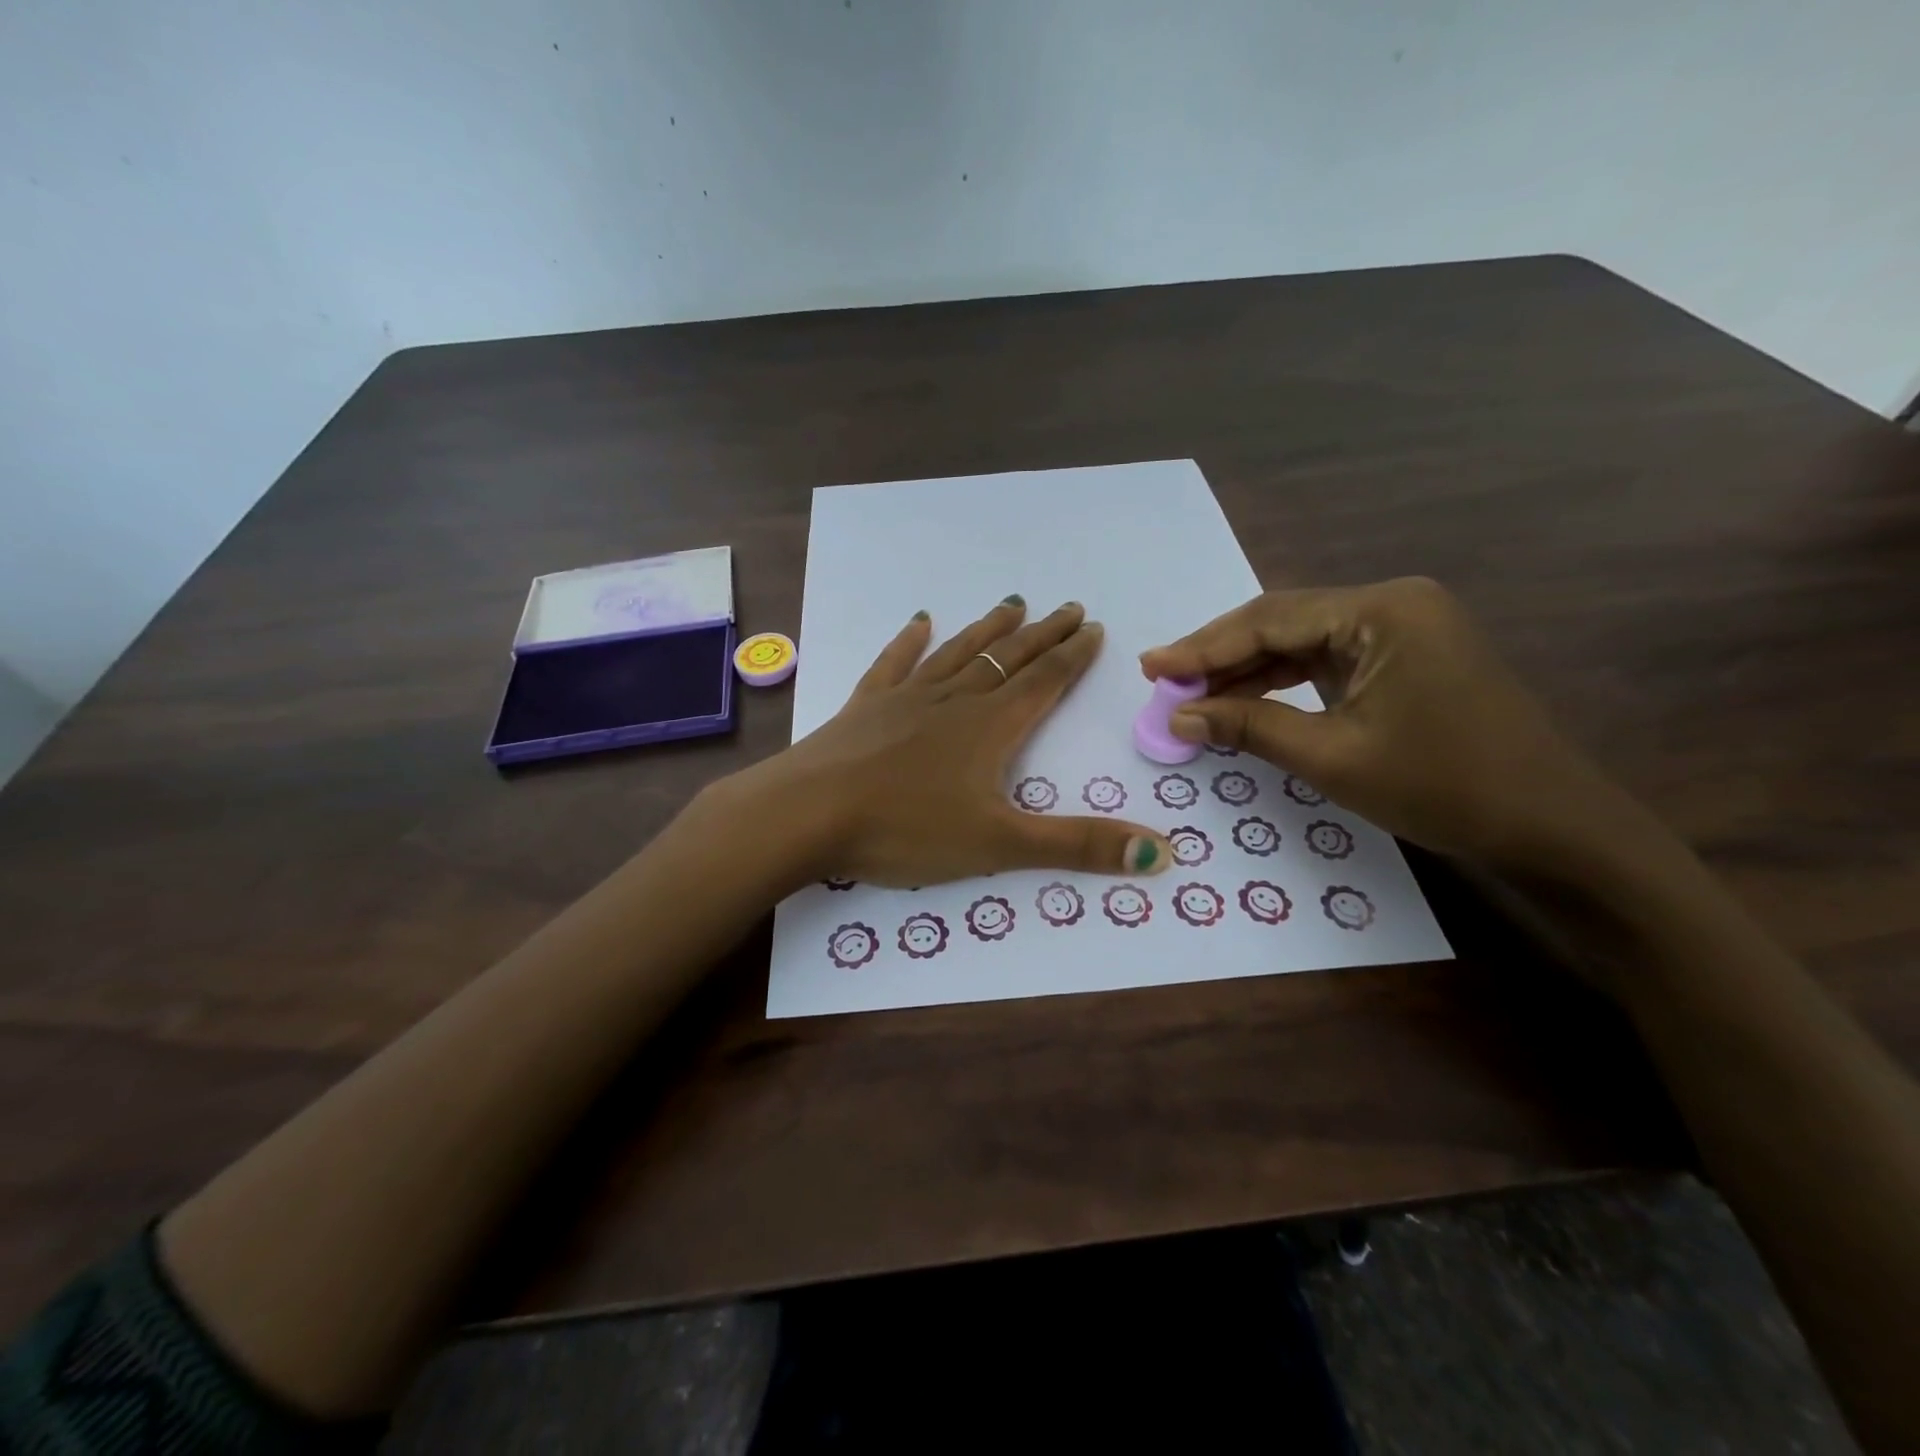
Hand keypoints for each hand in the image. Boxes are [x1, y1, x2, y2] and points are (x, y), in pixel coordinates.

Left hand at [715, 597, 1172, 887]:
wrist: (806, 813)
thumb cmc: (905, 829)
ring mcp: (905, 699)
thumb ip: (1077, 846)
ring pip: (958, 654)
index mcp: (990, 728)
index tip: (1094, 628)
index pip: (1044, 683)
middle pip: (1008, 660)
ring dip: (988, 630)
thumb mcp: (999, 845)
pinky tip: (920, 622)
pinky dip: (910, 643)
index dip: (1073, 656)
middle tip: (1069, 608)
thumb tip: (1161, 852)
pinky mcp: (865, 707)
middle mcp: (953, 701)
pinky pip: (894, 664)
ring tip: (1013, 604)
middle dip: (1042, 636)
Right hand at [1139, 577, 1644, 872]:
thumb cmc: (1442, 786)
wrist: (1550, 826)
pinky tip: (1243, 700)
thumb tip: (1177, 717)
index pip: (1269, 620)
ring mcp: (1402, 629)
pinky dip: (1281, 682)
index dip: (1203, 647)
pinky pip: (1326, 661)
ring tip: (1190, 695)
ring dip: (1246, 670)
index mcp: (1382, 611)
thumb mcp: (1331, 757)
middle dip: (1219, 655)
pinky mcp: (1405, 657)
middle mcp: (1392, 604)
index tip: (1150, 667)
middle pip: (1282, 623)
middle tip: (1162, 680)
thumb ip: (1248, 726)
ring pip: (1300, 641)